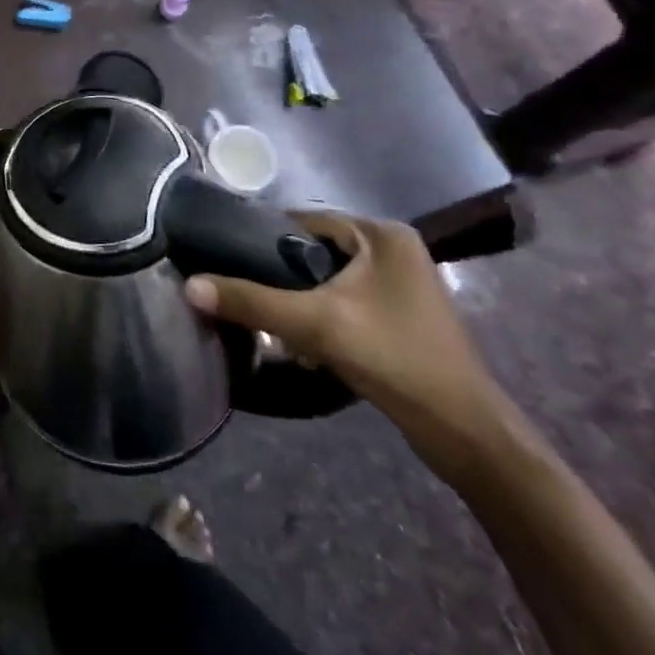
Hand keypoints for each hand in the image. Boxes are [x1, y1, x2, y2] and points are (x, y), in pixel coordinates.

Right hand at [184, 210, 512, 479]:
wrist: (464, 433)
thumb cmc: (394, 359)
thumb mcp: (315, 326)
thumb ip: (251, 301)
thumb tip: (189, 286)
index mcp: (381, 233)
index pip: (304, 221)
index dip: (263, 239)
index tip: (226, 259)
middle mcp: (394, 248)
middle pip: (316, 251)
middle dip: (282, 276)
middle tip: (248, 296)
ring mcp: (402, 282)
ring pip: (330, 278)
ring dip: (301, 300)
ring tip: (271, 322)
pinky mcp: (402, 313)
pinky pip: (347, 300)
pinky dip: (324, 315)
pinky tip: (305, 344)